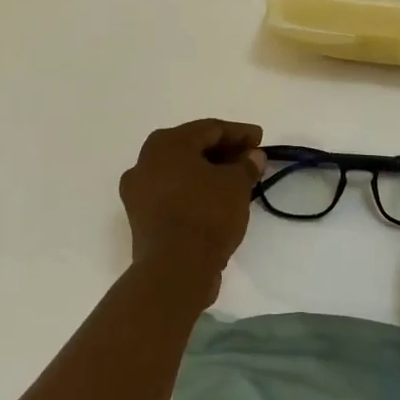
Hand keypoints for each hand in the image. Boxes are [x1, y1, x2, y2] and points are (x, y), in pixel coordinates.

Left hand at [119, 119, 264, 303]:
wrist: (174, 270)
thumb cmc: (206, 214)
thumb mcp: (236, 185)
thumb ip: (246, 165)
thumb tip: (253, 156)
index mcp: (166, 143)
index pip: (210, 129)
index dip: (239, 133)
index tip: (261, 139)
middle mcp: (145, 161)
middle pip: (192, 148)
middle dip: (224, 151)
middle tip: (251, 158)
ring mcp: (139, 190)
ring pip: (181, 172)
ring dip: (209, 172)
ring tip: (238, 180)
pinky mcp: (141, 217)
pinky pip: (173, 193)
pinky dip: (195, 190)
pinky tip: (217, 199)